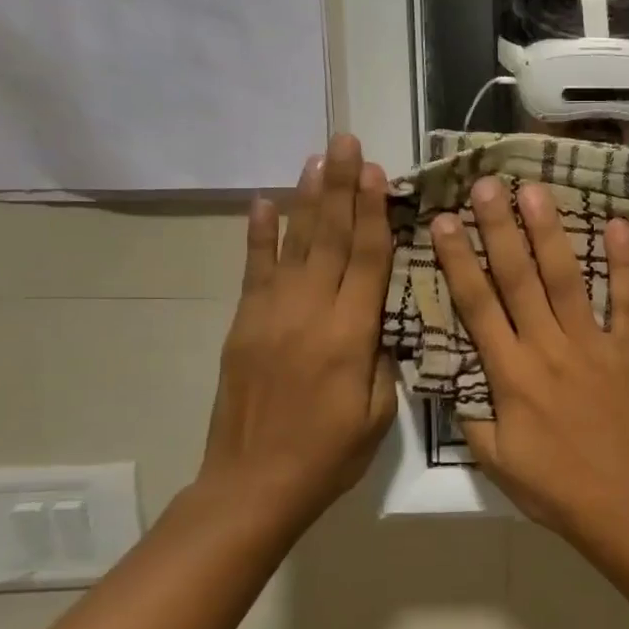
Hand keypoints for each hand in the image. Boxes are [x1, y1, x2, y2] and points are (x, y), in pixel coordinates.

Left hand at [199, 134, 398, 528]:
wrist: (253, 485)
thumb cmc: (330, 454)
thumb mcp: (379, 412)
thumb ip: (384, 358)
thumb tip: (384, 318)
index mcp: (349, 335)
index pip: (367, 259)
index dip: (374, 212)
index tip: (377, 172)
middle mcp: (309, 313)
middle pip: (330, 239)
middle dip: (341, 188)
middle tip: (347, 142)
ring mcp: (270, 315)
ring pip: (294, 245)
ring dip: (307, 199)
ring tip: (317, 158)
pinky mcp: (244, 325)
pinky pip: (254, 271)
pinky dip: (259, 234)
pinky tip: (266, 203)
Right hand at [431, 178, 628, 542]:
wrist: (624, 504)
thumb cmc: (553, 487)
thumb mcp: (495, 459)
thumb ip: (471, 413)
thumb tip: (448, 372)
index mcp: (511, 375)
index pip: (477, 306)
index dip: (459, 261)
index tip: (444, 221)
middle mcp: (548, 349)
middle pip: (519, 279)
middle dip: (499, 229)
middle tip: (486, 184)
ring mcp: (593, 345)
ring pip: (566, 280)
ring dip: (549, 233)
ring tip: (535, 191)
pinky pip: (628, 300)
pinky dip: (625, 263)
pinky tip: (619, 224)